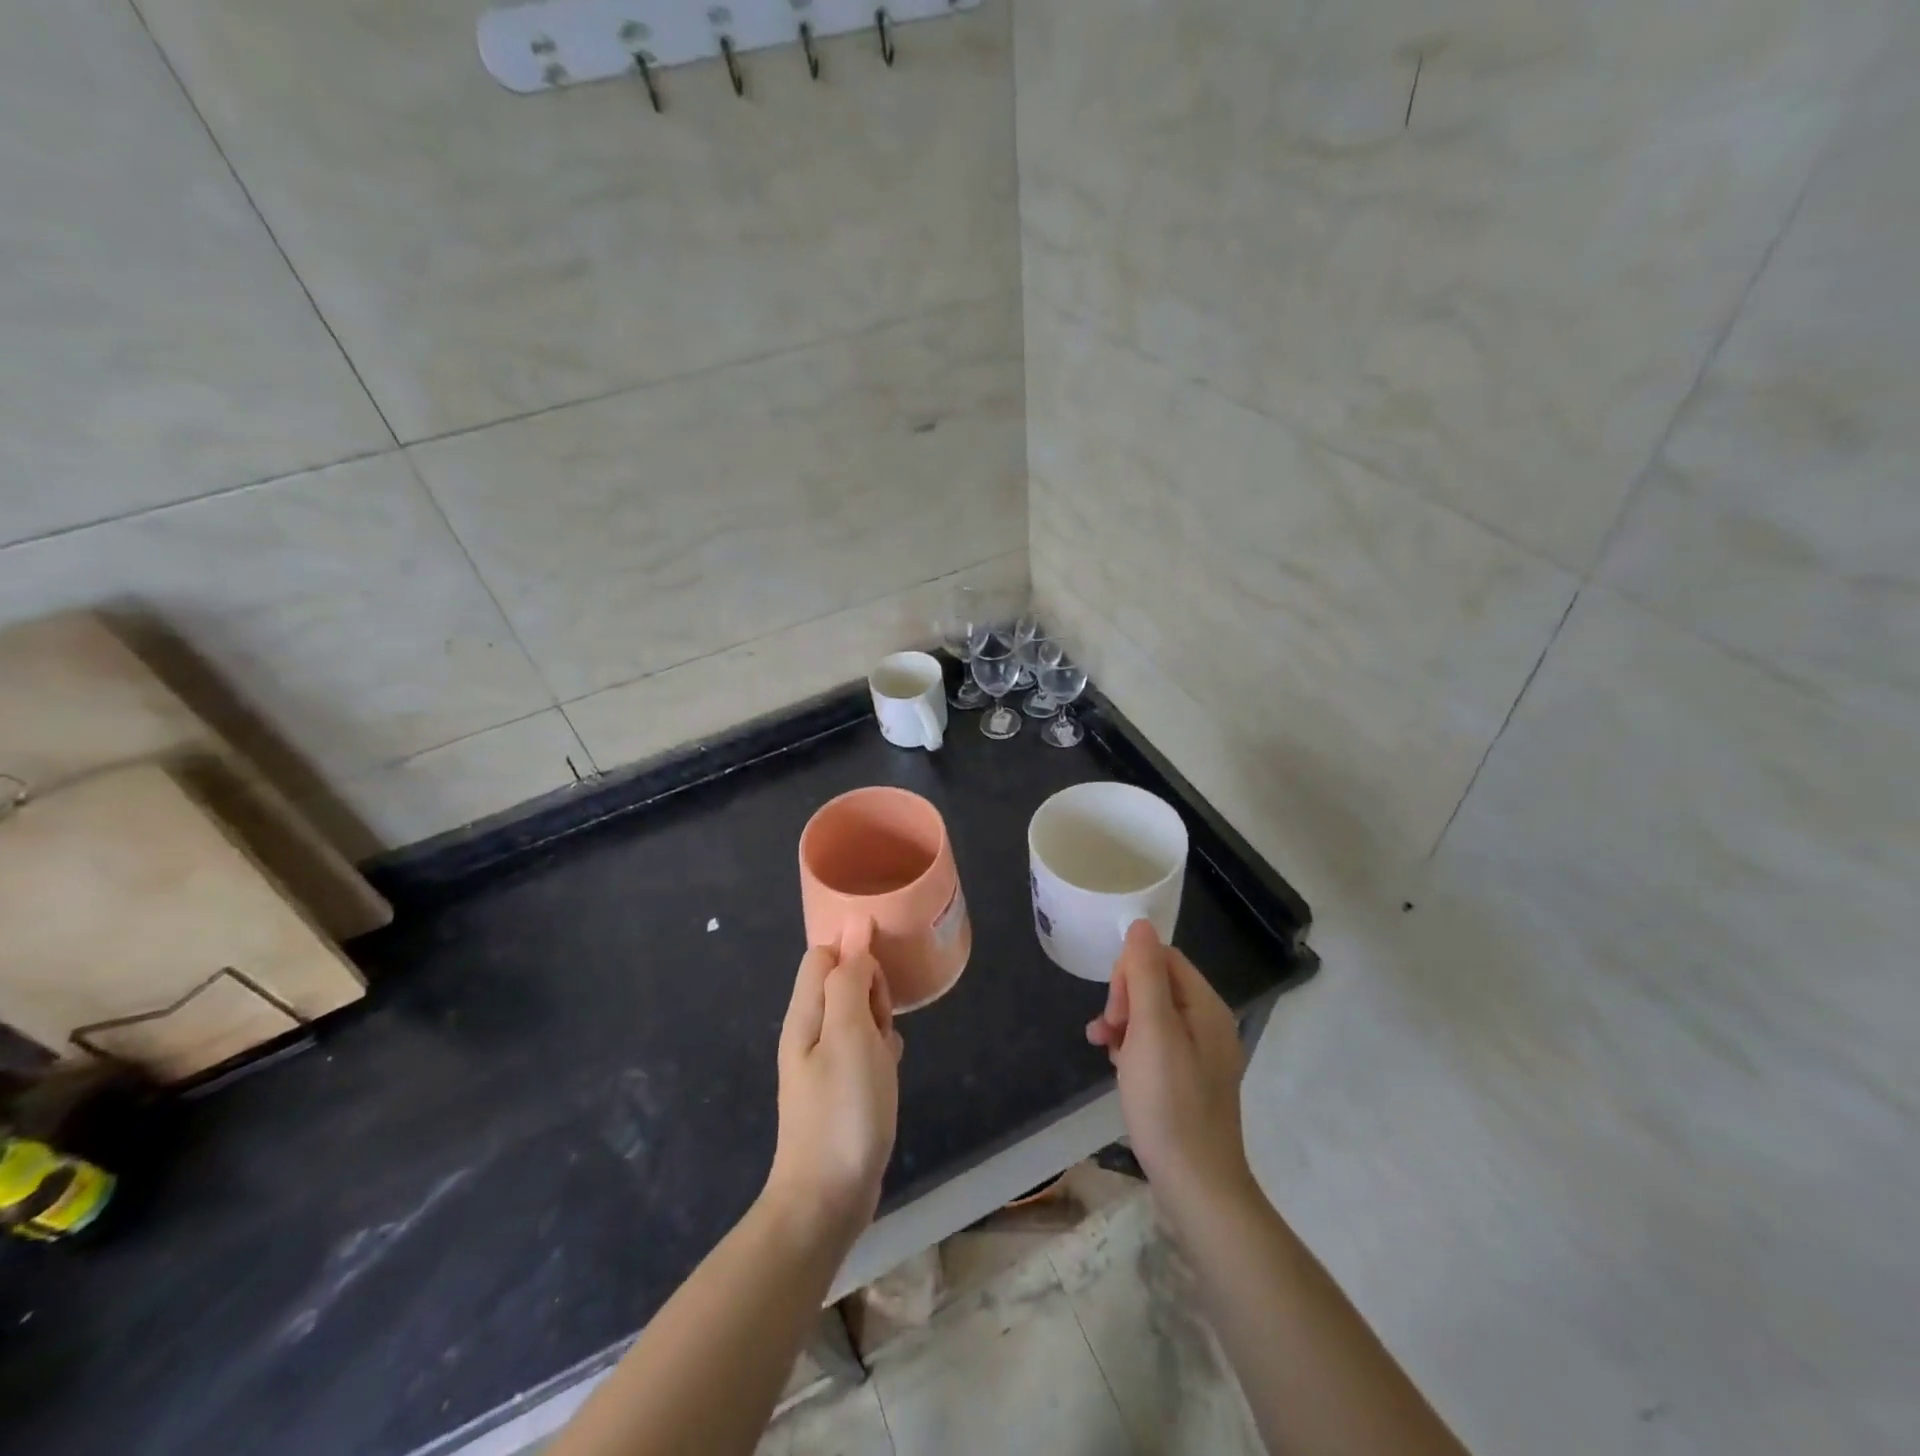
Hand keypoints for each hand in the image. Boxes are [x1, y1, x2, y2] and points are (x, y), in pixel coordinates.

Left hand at [766, 944, 902, 1238]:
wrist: (827, 1198)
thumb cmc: (843, 1110)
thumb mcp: (850, 1033)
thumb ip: (849, 978)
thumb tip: (855, 925)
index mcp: (806, 1013)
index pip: (824, 954)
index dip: (855, 955)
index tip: (881, 982)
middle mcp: (809, 1031)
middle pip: (841, 981)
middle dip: (871, 990)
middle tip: (882, 1026)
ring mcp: (823, 1061)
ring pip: (857, 1014)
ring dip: (879, 1021)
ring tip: (887, 1054)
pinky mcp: (840, 1087)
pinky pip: (863, 1047)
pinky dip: (881, 1050)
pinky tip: (890, 1071)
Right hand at [1087, 922, 1253, 1204]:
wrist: (1197, 1186)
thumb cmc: (1169, 1103)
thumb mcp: (1151, 1031)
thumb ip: (1145, 975)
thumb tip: (1140, 924)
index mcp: (1206, 1007)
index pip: (1164, 958)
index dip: (1132, 972)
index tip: (1116, 1007)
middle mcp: (1208, 1024)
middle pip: (1158, 984)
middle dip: (1125, 997)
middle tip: (1109, 1031)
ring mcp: (1200, 1054)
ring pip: (1152, 1014)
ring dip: (1122, 1022)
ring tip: (1102, 1046)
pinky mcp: (1188, 1080)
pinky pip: (1155, 1043)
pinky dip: (1132, 1046)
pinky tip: (1116, 1065)